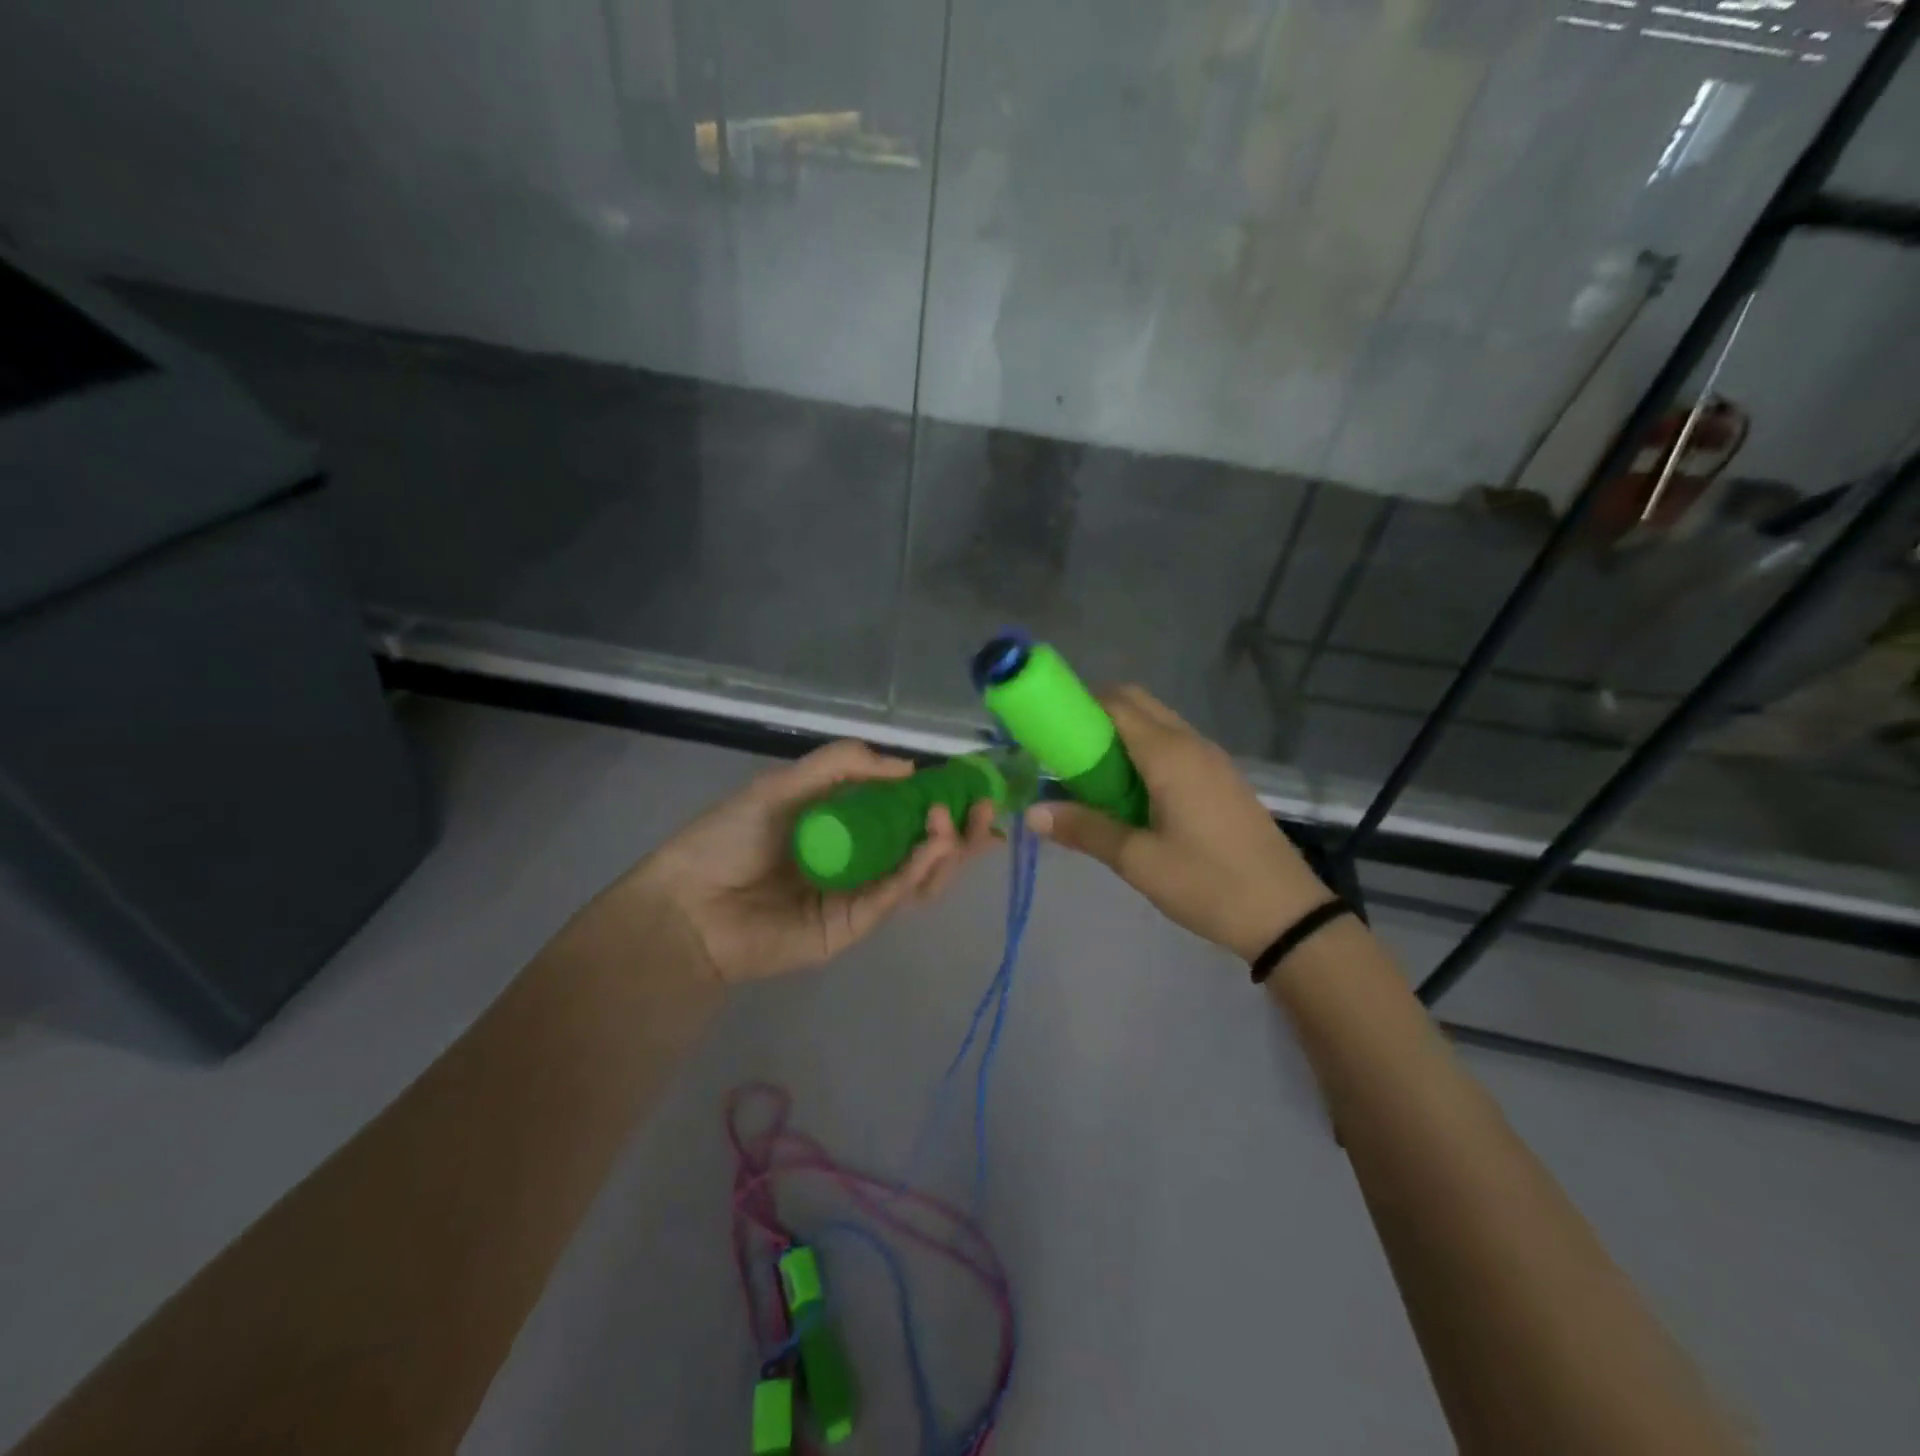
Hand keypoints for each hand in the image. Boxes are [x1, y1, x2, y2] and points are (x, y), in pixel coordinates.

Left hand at [635, 740, 997, 983]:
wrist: (689, 905)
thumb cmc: (729, 838)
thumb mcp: (784, 786)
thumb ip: (842, 767)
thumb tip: (907, 766)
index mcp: (843, 826)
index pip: (903, 812)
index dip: (940, 799)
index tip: (970, 784)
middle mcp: (858, 860)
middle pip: (921, 847)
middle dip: (957, 828)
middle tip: (983, 808)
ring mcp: (858, 895)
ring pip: (918, 875)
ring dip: (946, 849)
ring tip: (954, 823)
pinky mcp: (854, 926)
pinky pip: (894, 896)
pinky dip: (919, 870)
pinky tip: (934, 845)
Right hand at [1026, 685, 1329, 960]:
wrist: (1287, 915)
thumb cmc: (1207, 883)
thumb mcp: (1138, 861)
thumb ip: (1084, 830)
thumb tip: (1032, 814)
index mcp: (1169, 754)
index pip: (1115, 703)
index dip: (1077, 706)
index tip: (1047, 729)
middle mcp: (1191, 743)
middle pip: (1137, 704)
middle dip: (1096, 716)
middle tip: (1065, 754)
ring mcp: (1212, 760)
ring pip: (1157, 724)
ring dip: (1121, 736)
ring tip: (1091, 777)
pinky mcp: (1222, 779)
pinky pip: (1175, 747)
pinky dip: (1144, 753)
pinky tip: (1130, 794)